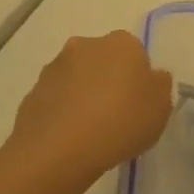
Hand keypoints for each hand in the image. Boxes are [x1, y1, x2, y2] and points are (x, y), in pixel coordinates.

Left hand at [11, 32, 171, 189]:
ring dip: (83, 95)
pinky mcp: (32, 92)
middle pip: (103, 61)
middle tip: (116, 116)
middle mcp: (86, 45)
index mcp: (122, 43)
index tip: (138, 104)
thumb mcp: (161, 107)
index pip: (135, 53)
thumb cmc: (120, 122)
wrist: (58, 151)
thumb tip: (152, 77)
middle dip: (108, 81)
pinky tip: (68, 139)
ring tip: (90, 132)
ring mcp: (55, 68)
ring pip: (77, 78)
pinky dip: (62, 113)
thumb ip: (160, 86)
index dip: (138, 79)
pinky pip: (55, 100)